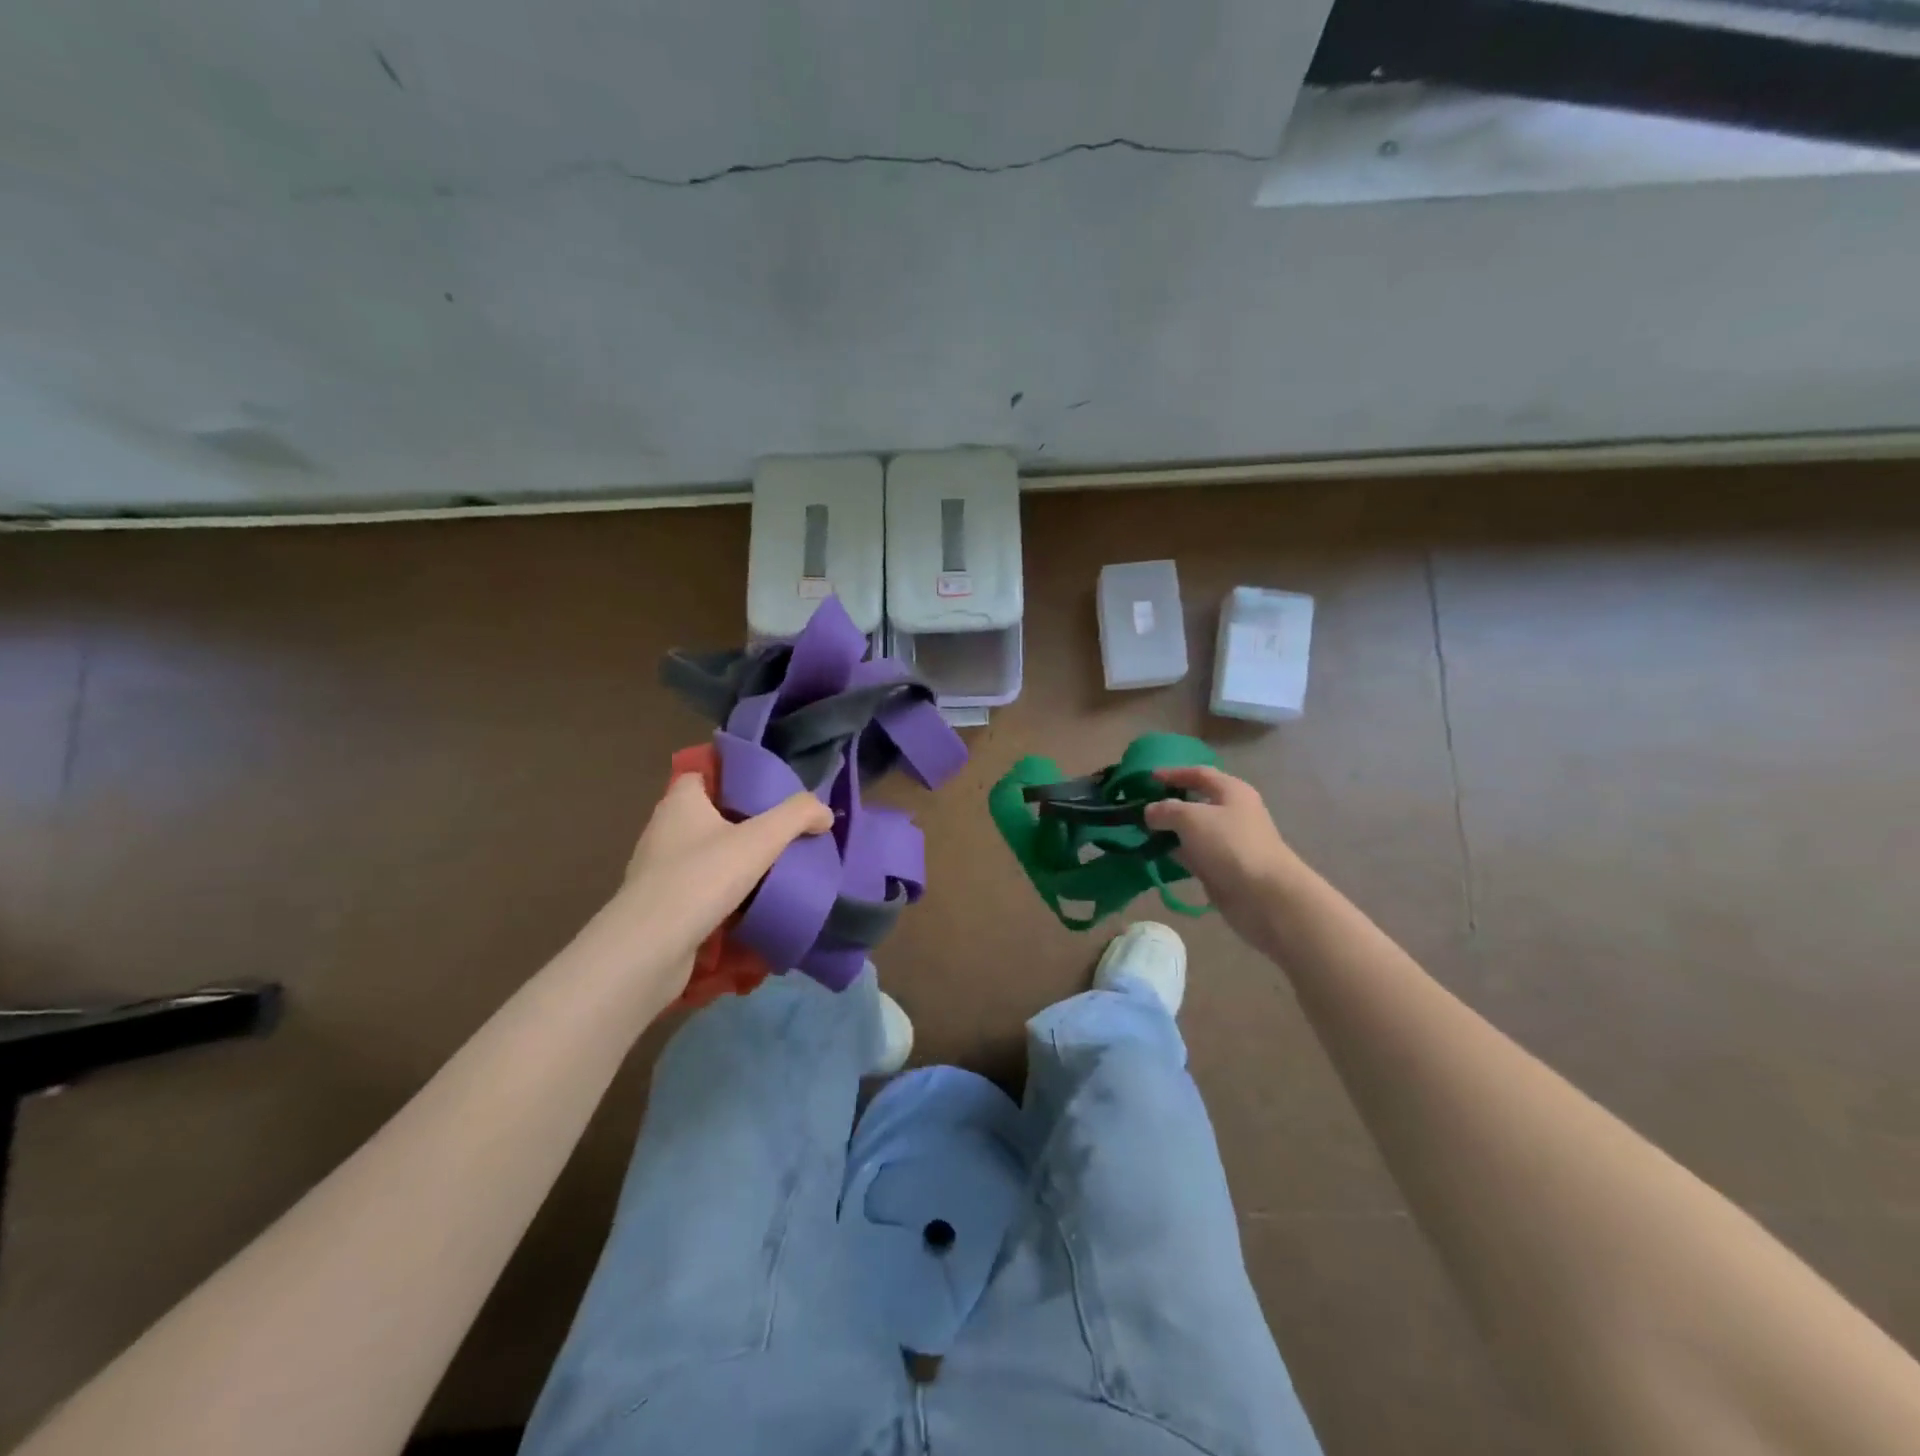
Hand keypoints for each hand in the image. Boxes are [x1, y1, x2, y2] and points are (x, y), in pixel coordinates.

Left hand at [609, 774, 831, 992]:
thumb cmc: (702, 878)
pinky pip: (697, 890)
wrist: (650, 949)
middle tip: (779, 832)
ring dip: (731, 862)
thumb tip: (824, 812)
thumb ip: (797, 816)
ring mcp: (657, 871)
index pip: (702, 775)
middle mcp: (663, 831)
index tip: (765, 791)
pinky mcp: (660, 907)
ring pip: (703, 856)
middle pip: (707, 816)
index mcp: (680, 803)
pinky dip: (721, 895)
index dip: (731, 779)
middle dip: (740, 823)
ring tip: (771, 870)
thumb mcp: (761, 839)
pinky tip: (750, 906)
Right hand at [1145, 766, 1302, 943]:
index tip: (1147, 778)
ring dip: (1170, 830)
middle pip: (1196, 802)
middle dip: (1168, 803)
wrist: (1264, 896)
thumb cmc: (1229, 845)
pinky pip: (1195, 854)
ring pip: (1193, 830)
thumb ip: (1166, 810)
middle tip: (1140, 807)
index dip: (1173, 773)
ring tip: (1141, 831)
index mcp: (1231, 791)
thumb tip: (1150, 811)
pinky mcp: (1223, 867)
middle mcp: (1232, 812)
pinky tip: (1156, 854)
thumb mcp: (1191, 818)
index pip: (1199, 773)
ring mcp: (1228, 842)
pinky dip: (1177, 852)